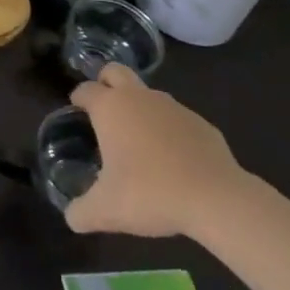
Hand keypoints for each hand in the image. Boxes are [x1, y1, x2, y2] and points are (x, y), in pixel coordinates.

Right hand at [63, 63, 253, 239]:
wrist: (218, 200)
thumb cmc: (151, 194)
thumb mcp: (107, 211)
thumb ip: (81, 212)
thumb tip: (71, 218)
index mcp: (110, 108)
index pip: (85, 90)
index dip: (78, 99)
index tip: (77, 114)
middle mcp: (139, 98)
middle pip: (115, 71)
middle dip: (106, 83)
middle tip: (105, 111)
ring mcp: (174, 108)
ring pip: (149, 95)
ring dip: (140, 108)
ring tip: (141, 142)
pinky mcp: (202, 124)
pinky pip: (178, 119)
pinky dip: (171, 131)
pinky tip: (175, 160)